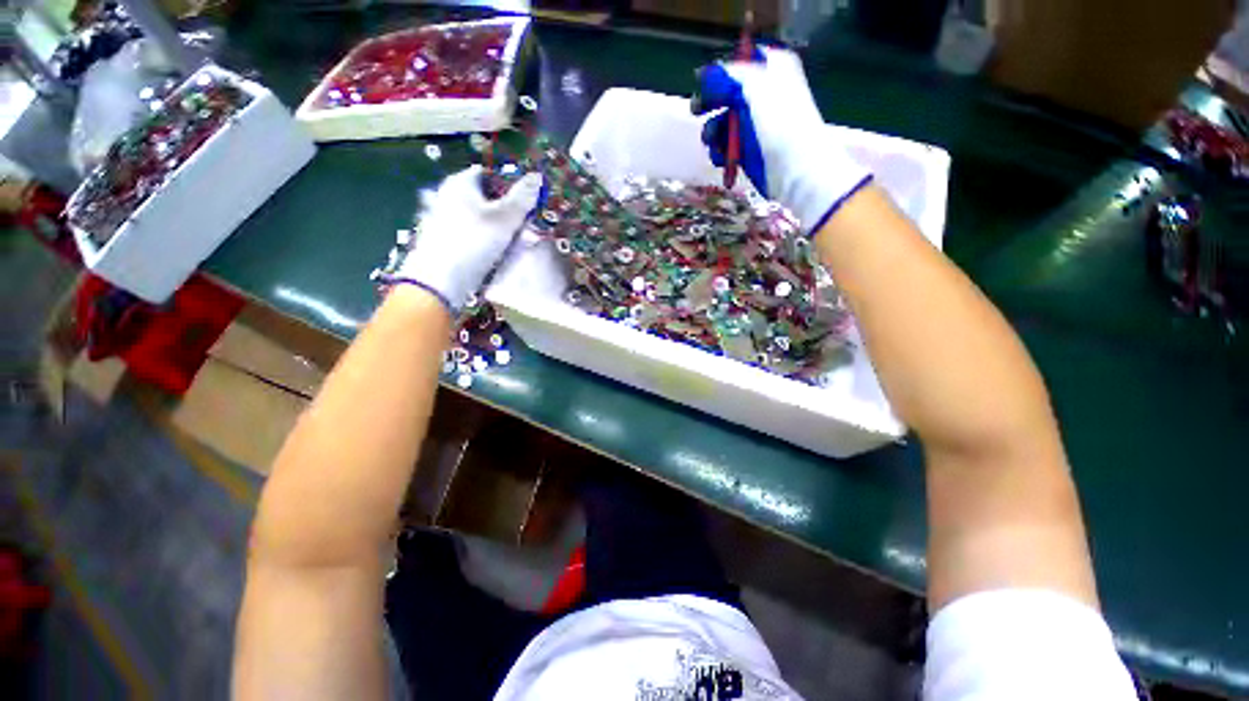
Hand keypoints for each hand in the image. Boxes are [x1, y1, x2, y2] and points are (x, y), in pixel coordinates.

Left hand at [396, 165, 542, 312]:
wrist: (440, 281)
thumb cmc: (474, 241)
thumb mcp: (505, 218)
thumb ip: (523, 197)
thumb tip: (537, 176)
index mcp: (460, 183)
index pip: (489, 174)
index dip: (510, 185)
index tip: (527, 202)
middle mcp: (450, 197)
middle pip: (488, 199)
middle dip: (510, 212)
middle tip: (526, 228)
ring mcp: (447, 220)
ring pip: (483, 220)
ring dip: (503, 230)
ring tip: (517, 244)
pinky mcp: (448, 241)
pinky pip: (475, 236)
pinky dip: (489, 242)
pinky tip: (499, 254)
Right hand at [694, 47, 872, 234]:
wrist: (795, 167)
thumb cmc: (779, 121)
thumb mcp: (753, 86)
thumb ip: (727, 76)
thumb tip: (706, 74)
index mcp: (771, 70)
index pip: (741, 61)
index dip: (721, 71)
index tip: (703, 81)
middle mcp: (763, 93)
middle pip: (727, 92)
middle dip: (710, 102)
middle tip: (697, 110)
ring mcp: (754, 124)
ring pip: (723, 121)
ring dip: (712, 131)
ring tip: (711, 141)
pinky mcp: (747, 150)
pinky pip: (726, 145)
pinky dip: (719, 151)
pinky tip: (720, 157)